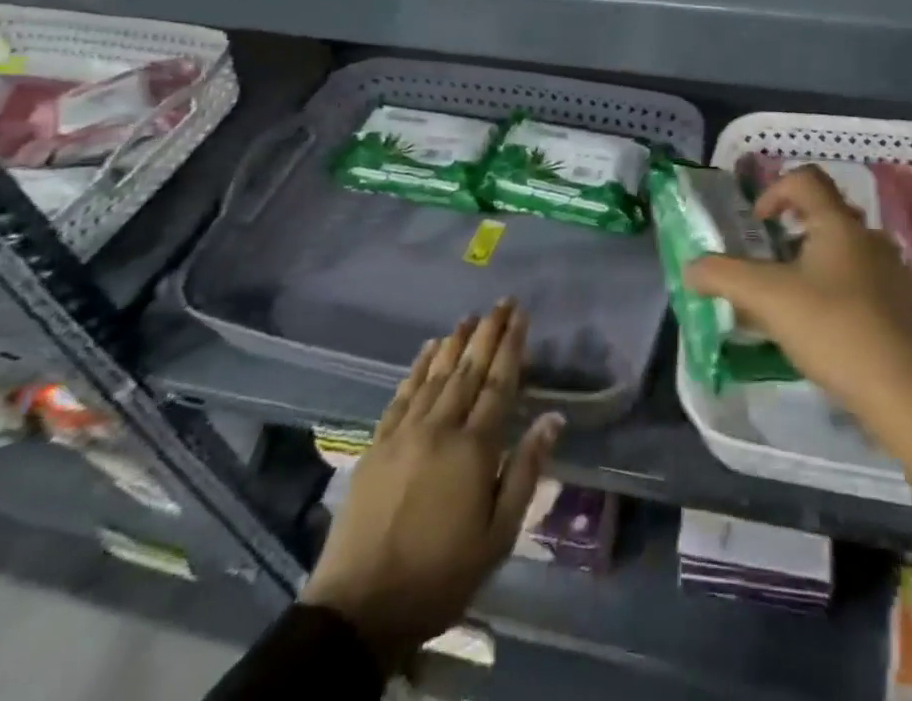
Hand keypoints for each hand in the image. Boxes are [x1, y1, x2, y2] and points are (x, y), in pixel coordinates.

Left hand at [302, 301, 563, 670]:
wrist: (359, 609)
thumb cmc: (440, 577)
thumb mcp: (498, 536)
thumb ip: (526, 471)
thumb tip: (552, 418)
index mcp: (474, 449)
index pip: (499, 383)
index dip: (511, 346)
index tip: (521, 316)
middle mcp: (440, 428)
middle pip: (469, 369)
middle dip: (488, 332)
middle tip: (502, 302)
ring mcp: (404, 433)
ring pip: (436, 375)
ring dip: (455, 342)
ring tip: (469, 317)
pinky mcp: (377, 445)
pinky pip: (402, 394)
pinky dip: (417, 368)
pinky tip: (427, 349)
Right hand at [687, 165, 911, 482]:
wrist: (908, 394)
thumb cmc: (834, 330)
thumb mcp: (768, 300)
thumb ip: (724, 277)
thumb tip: (691, 268)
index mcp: (839, 224)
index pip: (805, 179)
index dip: (774, 191)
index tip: (757, 225)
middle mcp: (870, 238)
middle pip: (826, 216)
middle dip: (792, 235)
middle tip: (770, 268)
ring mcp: (895, 272)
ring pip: (846, 253)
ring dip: (816, 267)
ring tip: (795, 306)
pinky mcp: (909, 308)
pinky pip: (867, 285)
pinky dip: (842, 295)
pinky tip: (830, 334)